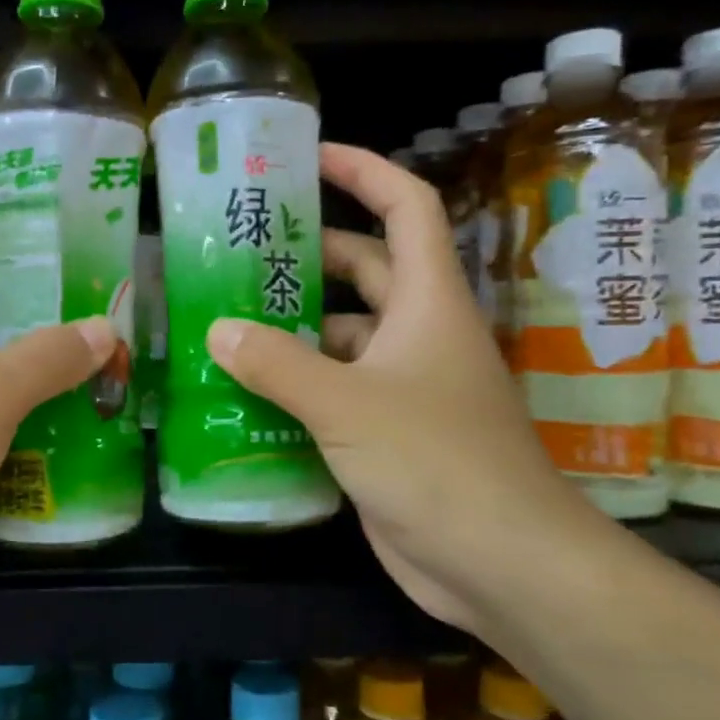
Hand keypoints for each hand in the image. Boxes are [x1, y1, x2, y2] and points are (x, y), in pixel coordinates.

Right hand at [204, 144, 601, 632]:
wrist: (500, 562)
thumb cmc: (435, 462)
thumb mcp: (347, 404)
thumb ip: (278, 364)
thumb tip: (218, 328)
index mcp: (428, 303)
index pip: (405, 208)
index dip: (364, 171)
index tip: (310, 157)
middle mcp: (419, 334)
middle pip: (366, 270)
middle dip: (311, 253)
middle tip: (242, 248)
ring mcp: (405, 385)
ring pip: (345, 335)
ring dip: (296, 326)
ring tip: (228, 319)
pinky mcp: (388, 431)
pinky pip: (336, 388)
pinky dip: (299, 383)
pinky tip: (248, 389)